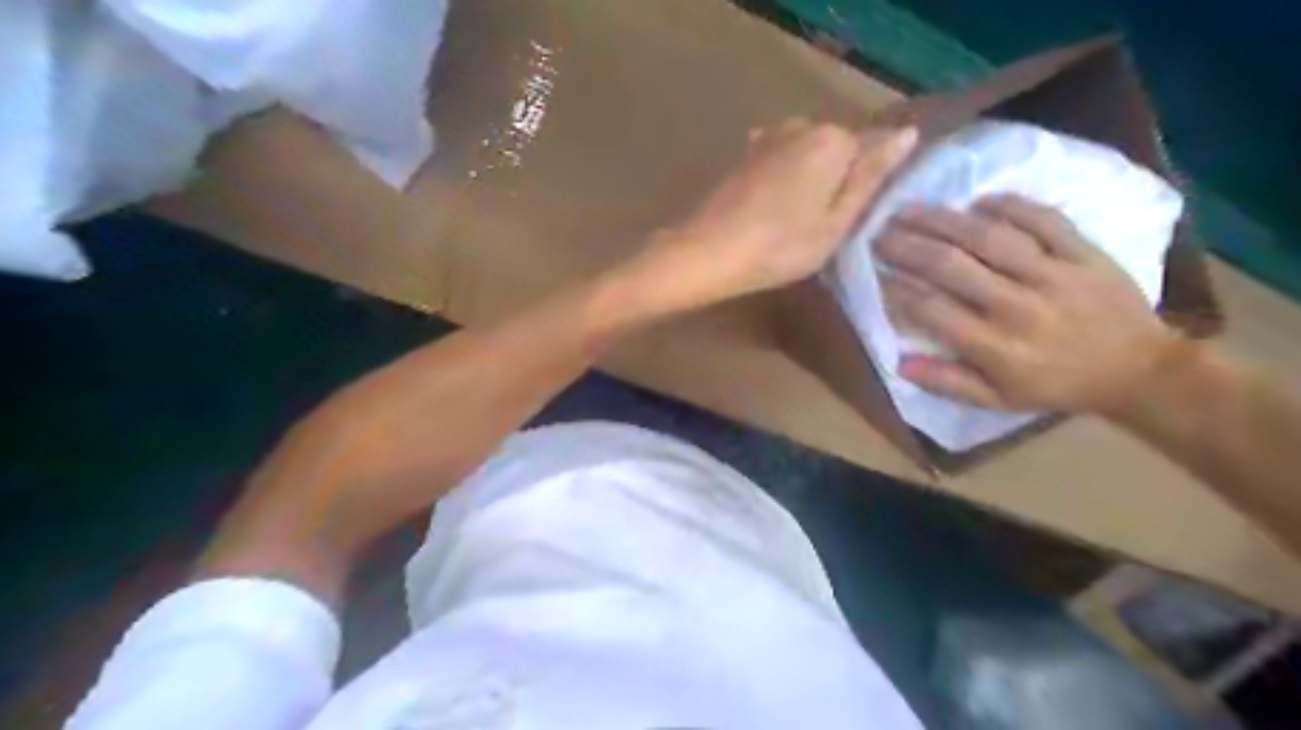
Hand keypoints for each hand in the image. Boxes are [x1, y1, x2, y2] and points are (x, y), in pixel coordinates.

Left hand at [630, 116, 912, 309]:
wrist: (707, 253)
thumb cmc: (779, 247)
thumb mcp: (836, 222)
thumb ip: (871, 177)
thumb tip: (906, 134)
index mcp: (833, 140)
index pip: (876, 149)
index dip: (874, 182)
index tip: (861, 213)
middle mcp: (803, 125)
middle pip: (841, 149)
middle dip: (842, 178)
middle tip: (830, 225)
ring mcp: (770, 136)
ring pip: (811, 154)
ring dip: (813, 180)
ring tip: (801, 221)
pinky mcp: (747, 154)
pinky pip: (785, 160)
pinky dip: (788, 180)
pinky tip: (779, 208)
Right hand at [874, 194, 1187, 416]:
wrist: (1139, 370)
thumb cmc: (1057, 386)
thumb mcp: (999, 400)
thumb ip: (949, 382)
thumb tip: (900, 363)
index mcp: (996, 346)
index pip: (932, 310)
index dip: (898, 289)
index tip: (876, 274)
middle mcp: (1017, 306)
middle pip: (951, 266)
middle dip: (907, 247)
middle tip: (879, 232)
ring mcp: (1053, 274)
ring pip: (988, 238)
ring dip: (943, 220)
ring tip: (910, 208)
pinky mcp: (1083, 253)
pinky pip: (1043, 219)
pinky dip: (1009, 206)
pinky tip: (978, 201)